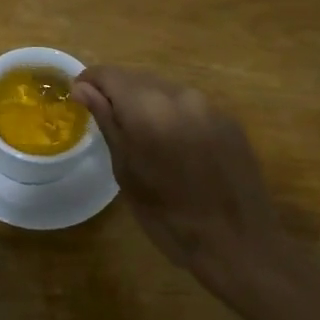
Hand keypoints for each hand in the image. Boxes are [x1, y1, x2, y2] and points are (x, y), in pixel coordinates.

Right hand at [71, 67, 287, 290]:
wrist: (240, 245)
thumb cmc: (169, 217)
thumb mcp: (126, 172)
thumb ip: (106, 122)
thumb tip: (83, 88)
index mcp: (148, 107)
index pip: (109, 74)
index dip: (90, 82)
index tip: (80, 101)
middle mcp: (180, 94)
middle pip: (138, 78)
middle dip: (118, 94)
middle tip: (109, 123)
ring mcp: (209, 106)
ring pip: (165, 90)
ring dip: (147, 104)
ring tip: (143, 138)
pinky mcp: (230, 121)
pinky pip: (190, 106)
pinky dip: (174, 116)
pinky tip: (176, 149)